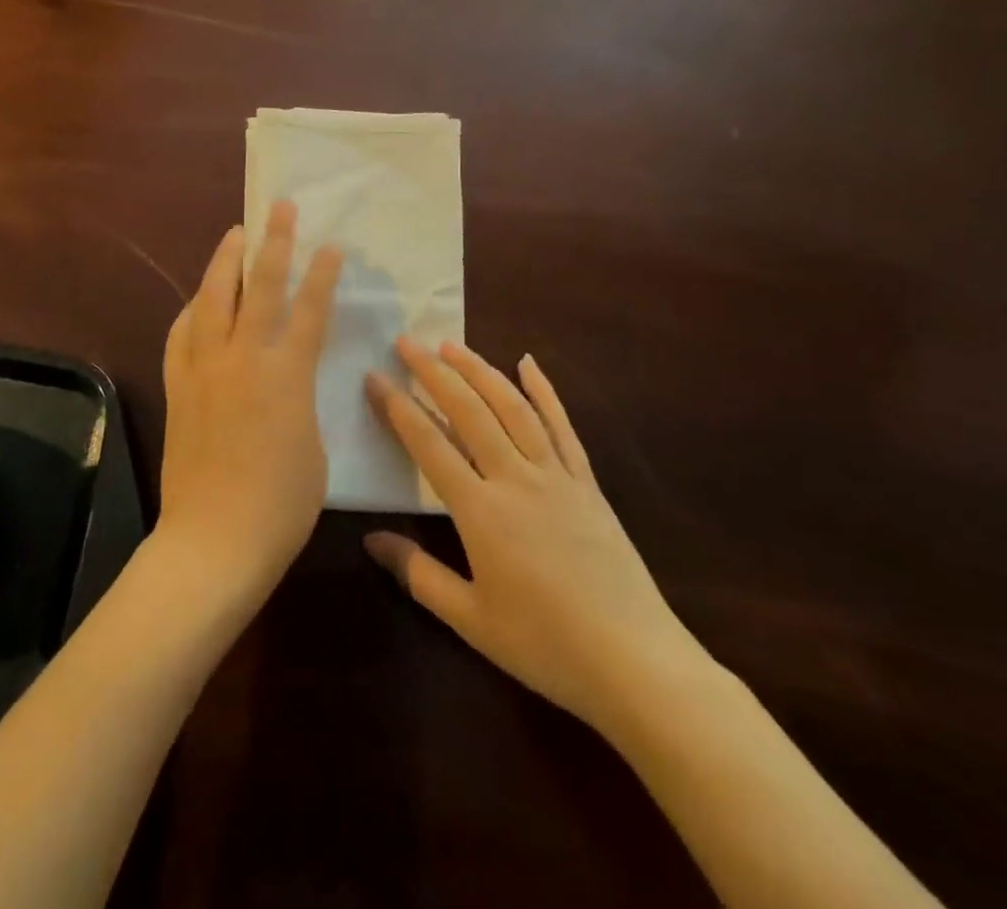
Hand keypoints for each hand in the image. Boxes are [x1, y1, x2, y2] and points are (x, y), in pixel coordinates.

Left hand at [157, 200, 342, 603]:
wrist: (214, 540)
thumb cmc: (281, 505)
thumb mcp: (313, 446)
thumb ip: (302, 400)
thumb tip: (289, 379)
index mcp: (286, 375)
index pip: (309, 309)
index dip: (321, 273)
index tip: (330, 244)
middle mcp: (243, 359)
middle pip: (259, 287)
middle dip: (272, 242)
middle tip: (279, 209)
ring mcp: (204, 369)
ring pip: (212, 299)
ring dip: (224, 262)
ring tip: (233, 235)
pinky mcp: (179, 386)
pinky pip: (182, 335)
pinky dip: (192, 310)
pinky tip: (197, 301)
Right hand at [364, 340, 705, 735]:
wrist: (636, 664)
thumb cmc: (545, 645)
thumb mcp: (470, 620)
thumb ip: (417, 573)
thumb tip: (370, 539)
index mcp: (481, 511)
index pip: (428, 444)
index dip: (397, 407)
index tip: (374, 376)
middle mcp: (515, 478)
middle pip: (468, 411)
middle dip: (433, 372)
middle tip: (406, 342)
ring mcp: (556, 475)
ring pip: (512, 407)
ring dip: (480, 370)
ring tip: (452, 344)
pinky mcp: (587, 483)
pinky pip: (562, 426)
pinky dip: (544, 391)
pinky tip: (529, 363)